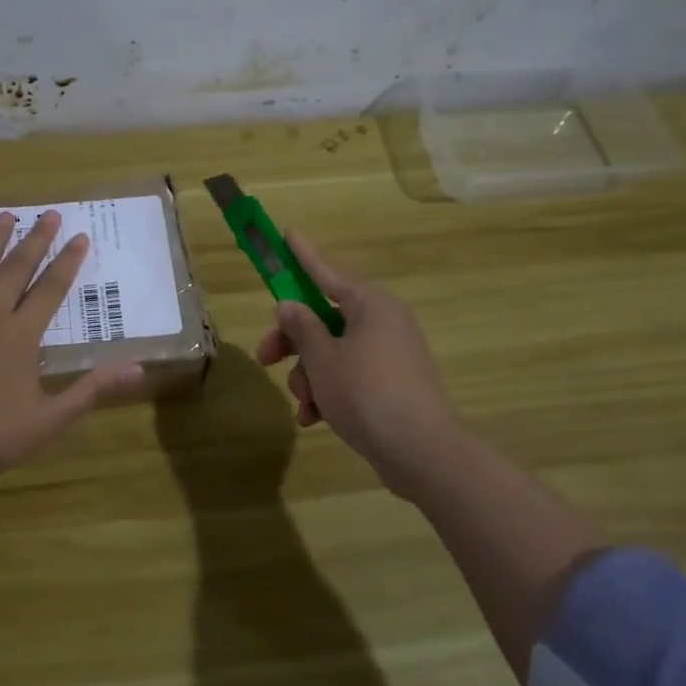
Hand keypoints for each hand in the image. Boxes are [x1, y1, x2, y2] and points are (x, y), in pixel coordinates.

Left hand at [0, 211, 142, 485]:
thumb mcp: (52, 418)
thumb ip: (92, 389)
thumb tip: (138, 369)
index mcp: (22, 334)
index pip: (51, 288)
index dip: (68, 261)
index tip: (80, 236)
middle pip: (16, 269)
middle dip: (35, 240)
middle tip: (49, 214)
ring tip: (3, 215)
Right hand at [254, 232, 460, 497]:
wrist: (420, 453)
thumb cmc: (366, 393)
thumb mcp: (323, 358)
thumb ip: (301, 328)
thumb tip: (290, 306)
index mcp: (371, 305)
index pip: (327, 273)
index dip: (303, 256)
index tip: (288, 233)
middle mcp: (383, 322)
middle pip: (324, 319)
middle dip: (293, 342)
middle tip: (265, 358)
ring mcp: (390, 355)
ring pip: (333, 352)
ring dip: (310, 376)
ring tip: (305, 404)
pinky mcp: (392, 384)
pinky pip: (350, 377)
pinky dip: (329, 392)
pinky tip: (314, 419)